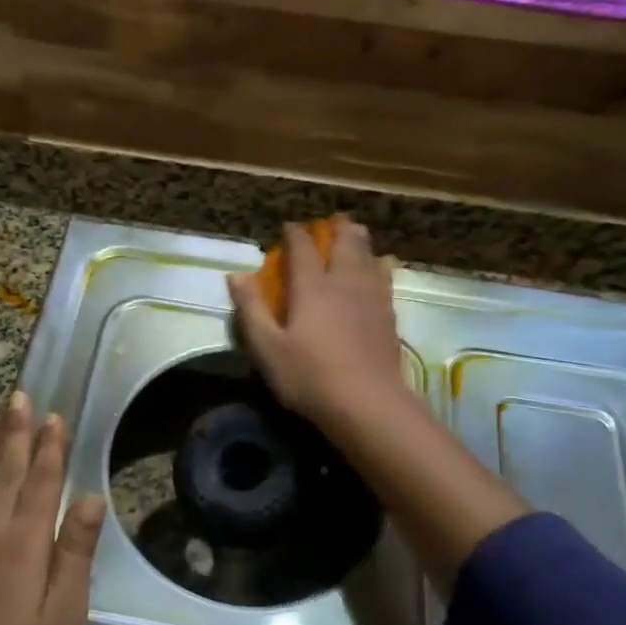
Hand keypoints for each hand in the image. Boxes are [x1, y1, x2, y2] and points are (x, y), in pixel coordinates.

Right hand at [228, 215, 408, 429]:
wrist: (369, 403)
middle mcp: (344, 283)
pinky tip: (383, 267)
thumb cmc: (310, 376)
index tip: (289, 227)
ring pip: (370, 256)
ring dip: (361, 241)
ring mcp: (372, 297)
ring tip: (357, 234)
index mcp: (312, 287)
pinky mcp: (389, 315)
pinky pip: (386, 278)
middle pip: (345, 243)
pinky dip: (381, 265)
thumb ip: (251, 310)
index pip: (302, 249)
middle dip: (337, 228)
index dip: (295, 234)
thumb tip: (235, 276)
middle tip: (333, 221)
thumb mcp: (267, 348)